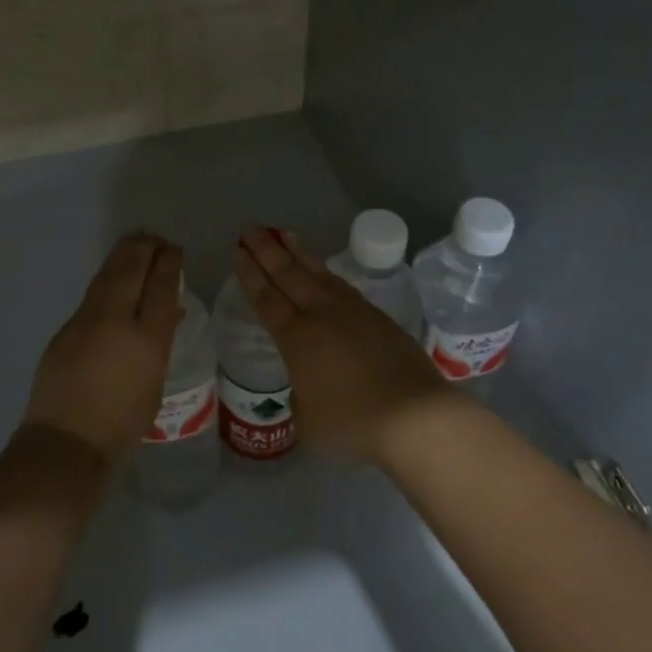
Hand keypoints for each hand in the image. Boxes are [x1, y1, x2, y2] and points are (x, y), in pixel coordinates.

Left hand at [23, 231, 182, 462]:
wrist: (67, 441)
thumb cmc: (122, 422)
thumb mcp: (155, 382)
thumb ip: (160, 341)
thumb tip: (168, 311)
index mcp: (147, 338)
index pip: (161, 286)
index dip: (169, 263)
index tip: (174, 250)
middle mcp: (116, 320)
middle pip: (132, 270)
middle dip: (145, 249)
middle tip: (155, 237)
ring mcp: (86, 321)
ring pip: (108, 276)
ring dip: (123, 255)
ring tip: (135, 242)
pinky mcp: (65, 329)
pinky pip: (92, 293)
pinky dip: (107, 278)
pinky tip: (112, 276)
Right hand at [233, 226, 457, 463]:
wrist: (412, 414)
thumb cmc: (353, 422)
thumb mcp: (309, 421)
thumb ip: (300, 399)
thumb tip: (307, 387)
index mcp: (296, 338)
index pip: (266, 299)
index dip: (250, 274)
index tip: (238, 251)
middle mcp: (320, 314)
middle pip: (287, 274)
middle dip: (266, 250)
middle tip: (250, 229)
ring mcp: (351, 311)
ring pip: (316, 272)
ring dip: (297, 251)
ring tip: (283, 232)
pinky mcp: (376, 315)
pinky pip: (340, 284)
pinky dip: (325, 271)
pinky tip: (322, 269)